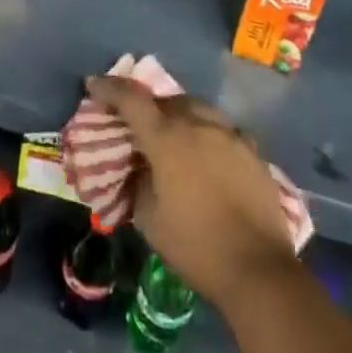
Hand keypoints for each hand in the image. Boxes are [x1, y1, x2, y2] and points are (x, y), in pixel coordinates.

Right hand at [83, 75, 296, 307]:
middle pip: (166, 100)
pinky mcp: (252, 150)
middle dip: (148, 106)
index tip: (93, 84)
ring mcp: (229, 133)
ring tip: (175, 135)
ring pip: (197, 109)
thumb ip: (139, 183)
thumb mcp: (150, 220)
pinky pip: (222, 130)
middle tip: (138, 122)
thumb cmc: (196, 245)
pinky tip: (209, 155)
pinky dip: (208, 135)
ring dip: (180, 115)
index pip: (131, 99)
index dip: (109, 88)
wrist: (258, 269)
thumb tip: (140, 167)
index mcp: (167, 137)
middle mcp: (198, 123)